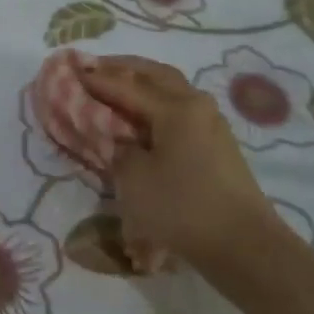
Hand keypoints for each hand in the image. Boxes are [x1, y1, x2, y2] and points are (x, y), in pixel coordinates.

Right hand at [78, 55, 286, 270]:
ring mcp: (211, 123)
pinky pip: (179, 109)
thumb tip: (119, 138)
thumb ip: (118, 148)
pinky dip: (156, 102)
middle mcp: (196, 105)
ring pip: (170, 89)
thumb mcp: (134, 179)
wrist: (244, 246)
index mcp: (176, 107)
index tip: (70, 69)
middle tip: (92, 67)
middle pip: (155, 74)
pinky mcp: (216, 144)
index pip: (126, 84)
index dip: (96, 78)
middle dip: (122, 68)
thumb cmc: (182, 207)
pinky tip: (141, 114)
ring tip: (115, 86)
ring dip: (142, 82)